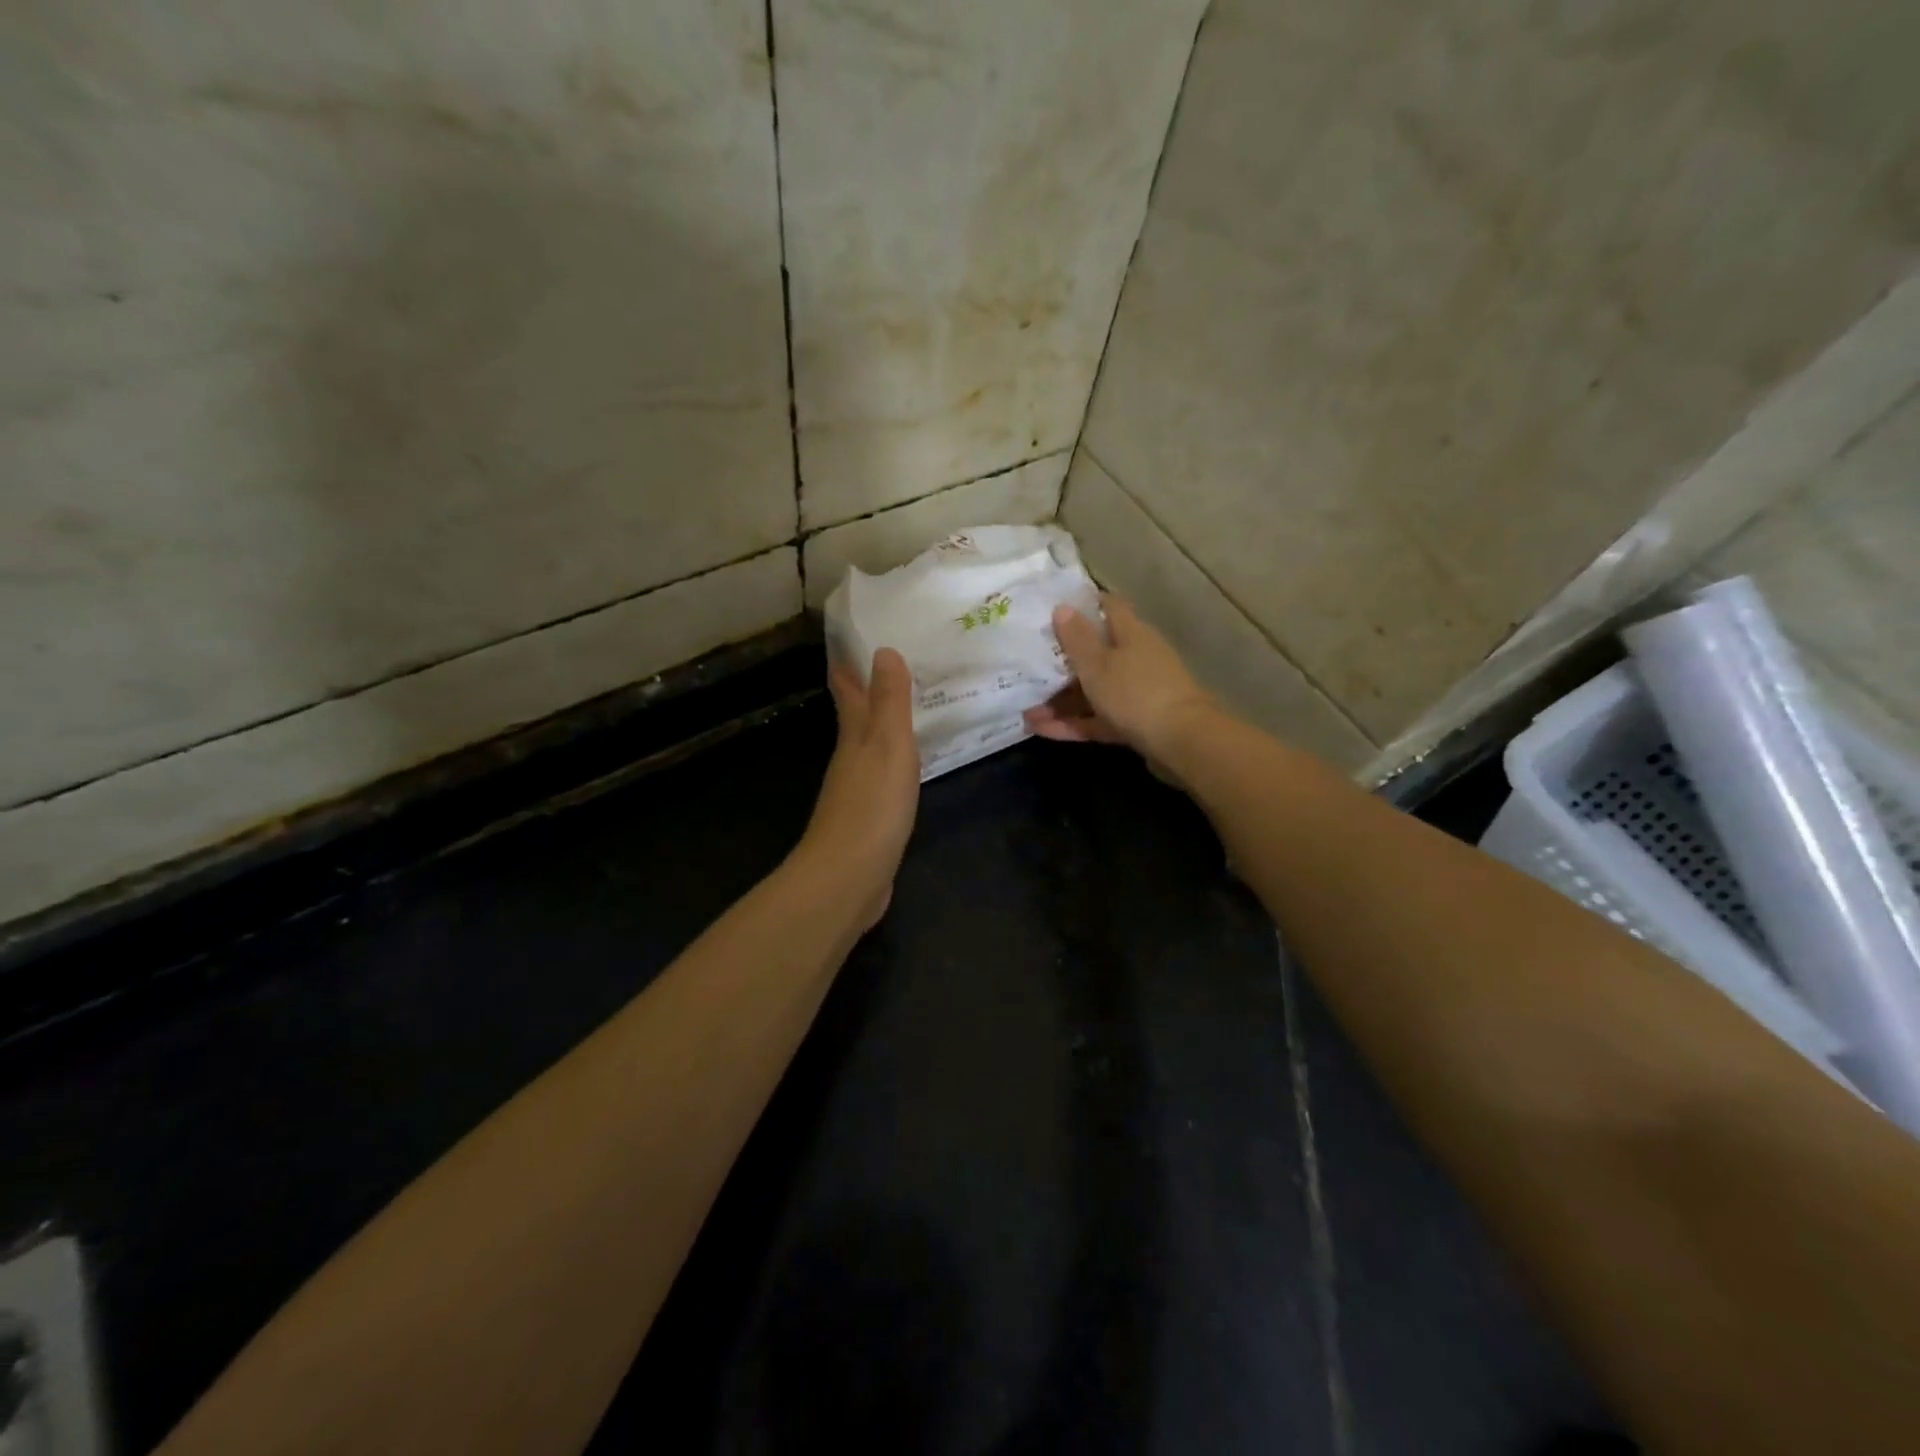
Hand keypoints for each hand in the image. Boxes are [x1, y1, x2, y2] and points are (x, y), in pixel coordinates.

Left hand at [796, 647, 920, 930]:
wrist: (848, 877)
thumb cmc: (872, 806)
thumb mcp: (889, 746)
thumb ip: (890, 701)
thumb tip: (883, 650)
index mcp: (854, 736)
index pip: (847, 691)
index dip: (848, 666)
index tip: (852, 642)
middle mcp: (850, 758)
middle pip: (856, 718)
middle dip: (867, 693)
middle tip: (890, 667)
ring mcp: (857, 791)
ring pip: (869, 749)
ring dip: (882, 728)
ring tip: (905, 712)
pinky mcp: (868, 820)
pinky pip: (883, 779)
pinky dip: (893, 764)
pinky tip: (906, 769)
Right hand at [1024, 595, 1218, 771]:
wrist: (1181, 742)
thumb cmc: (1135, 693)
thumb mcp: (1097, 664)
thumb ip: (1077, 638)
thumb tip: (1062, 607)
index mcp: (1131, 634)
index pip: (1109, 607)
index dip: (1084, 604)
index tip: (1055, 608)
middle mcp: (1136, 659)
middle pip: (1096, 653)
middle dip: (1062, 662)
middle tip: (1027, 665)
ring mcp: (1136, 693)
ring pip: (1093, 691)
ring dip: (1060, 700)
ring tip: (1025, 710)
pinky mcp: (1135, 724)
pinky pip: (1097, 719)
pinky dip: (1072, 723)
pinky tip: (1040, 730)